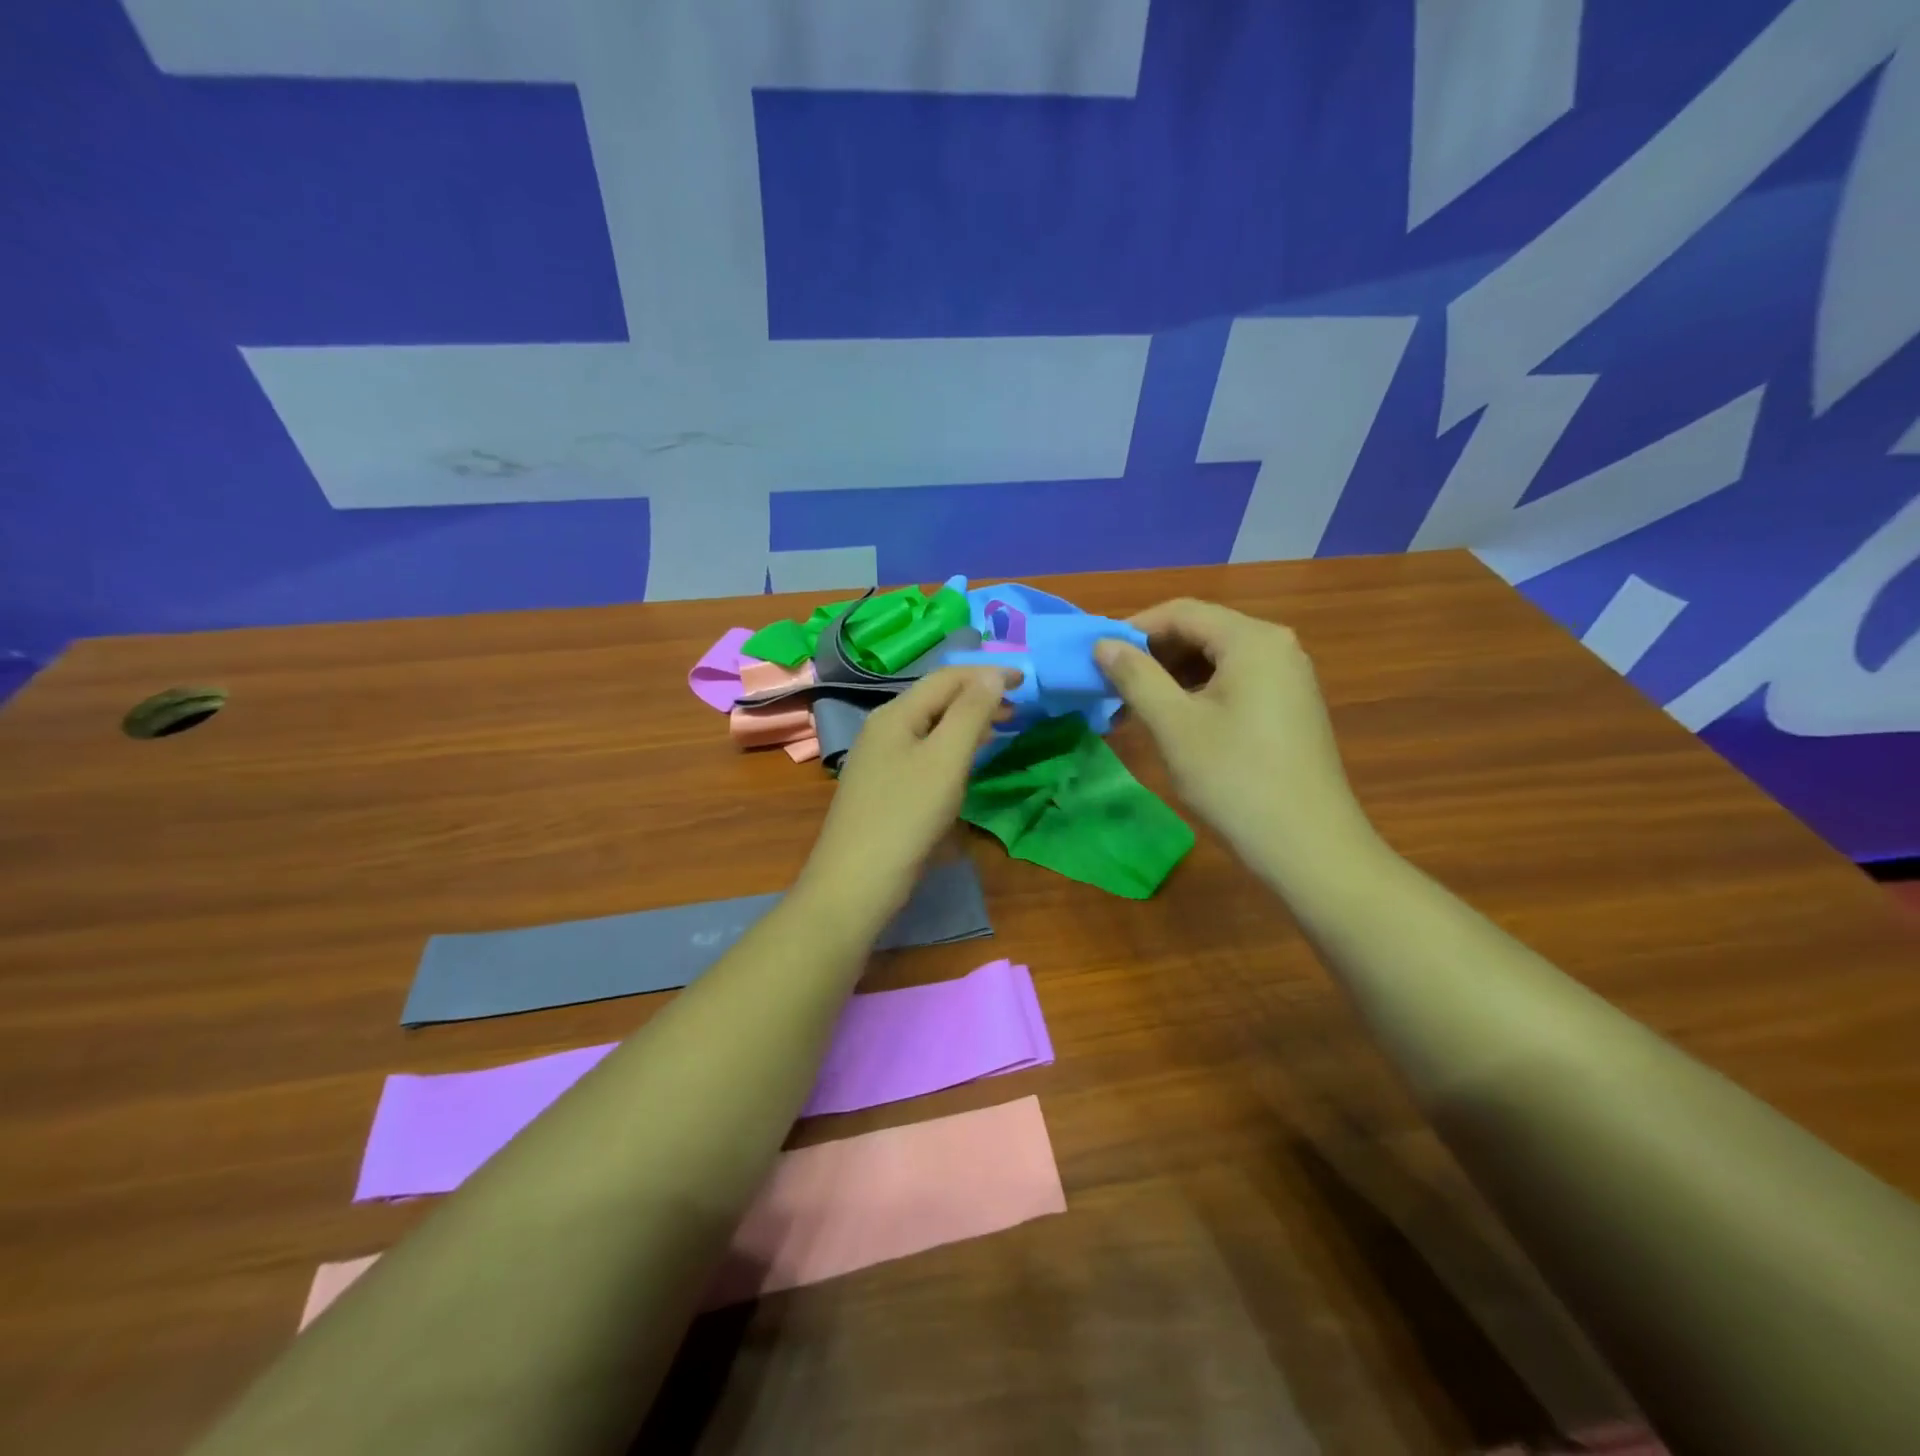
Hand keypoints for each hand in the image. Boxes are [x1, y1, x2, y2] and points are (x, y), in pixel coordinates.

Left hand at [796, 667, 1014, 931]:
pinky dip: (952, 747)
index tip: (1027, 679)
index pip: (946, 678)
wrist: (857, 881)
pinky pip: (925, 753)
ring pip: (931, 727)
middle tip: (1019, 707)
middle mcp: (884, 729)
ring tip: (1001, 728)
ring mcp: (881, 760)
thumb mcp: (946, 759)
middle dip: (979, 696)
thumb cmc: (906, 815)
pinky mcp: (885, 788)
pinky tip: (966, 762)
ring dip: (968, 722)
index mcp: (896, 714)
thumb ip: (970, 712)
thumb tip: (991, 674)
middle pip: (936, 699)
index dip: (987, 673)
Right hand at [1094, 599, 1369, 873]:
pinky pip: (1235, 683)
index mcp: (1252, 640)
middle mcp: (1277, 647)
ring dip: (1171, 678)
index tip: (1096, 656)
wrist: (1308, 846)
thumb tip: (1103, 644)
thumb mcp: (1174, 725)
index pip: (1181, 612)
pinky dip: (1197, 694)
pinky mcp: (1290, 708)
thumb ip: (1136, 677)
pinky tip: (1172, 723)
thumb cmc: (1235, 780)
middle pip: (1201, 632)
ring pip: (1216, 660)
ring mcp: (1288, 678)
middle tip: (1111, 686)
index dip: (1133, 629)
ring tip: (1134, 708)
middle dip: (1152, 655)